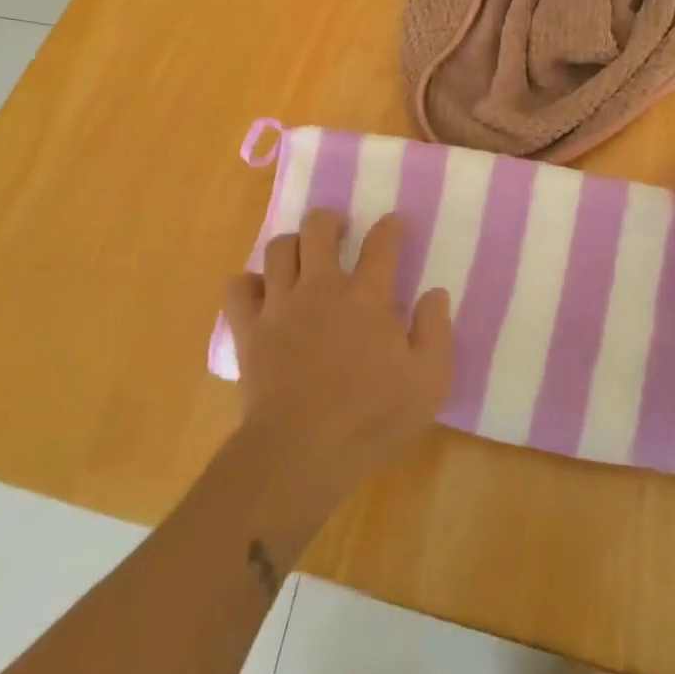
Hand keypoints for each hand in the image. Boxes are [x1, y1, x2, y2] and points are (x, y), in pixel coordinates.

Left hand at [226, 211, 452, 483]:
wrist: (300, 453)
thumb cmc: (371, 418)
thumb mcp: (429, 381)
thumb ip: (436, 331)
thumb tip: (435, 294)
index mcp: (367, 297)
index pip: (381, 243)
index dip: (390, 227)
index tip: (394, 223)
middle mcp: (321, 288)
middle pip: (318, 229)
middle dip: (330, 220)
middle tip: (340, 230)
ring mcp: (280, 307)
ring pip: (277, 249)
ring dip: (292, 245)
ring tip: (302, 256)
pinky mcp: (250, 331)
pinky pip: (238, 289)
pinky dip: (249, 284)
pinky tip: (262, 293)